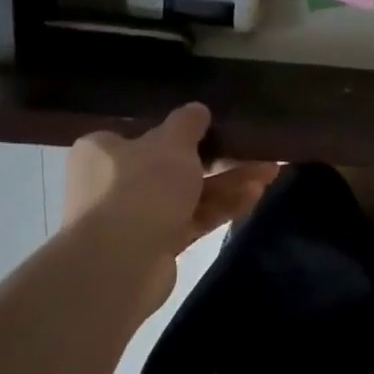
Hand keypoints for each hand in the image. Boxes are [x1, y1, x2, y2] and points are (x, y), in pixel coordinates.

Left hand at [63, 104, 279, 311]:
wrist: (120, 264)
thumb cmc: (139, 189)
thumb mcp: (170, 143)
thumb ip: (187, 123)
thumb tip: (197, 109)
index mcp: (104, 151)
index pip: (144, 132)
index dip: (181, 130)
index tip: (215, 126)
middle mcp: (114, 182)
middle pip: (174, 164)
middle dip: (219, 159)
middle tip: (255, 151)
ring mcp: (136, 216)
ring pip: (190, 193)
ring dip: (229, 183)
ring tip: (269, 172)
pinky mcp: (157, 244)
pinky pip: (194, 218)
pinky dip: (222, 206)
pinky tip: (255, 195)